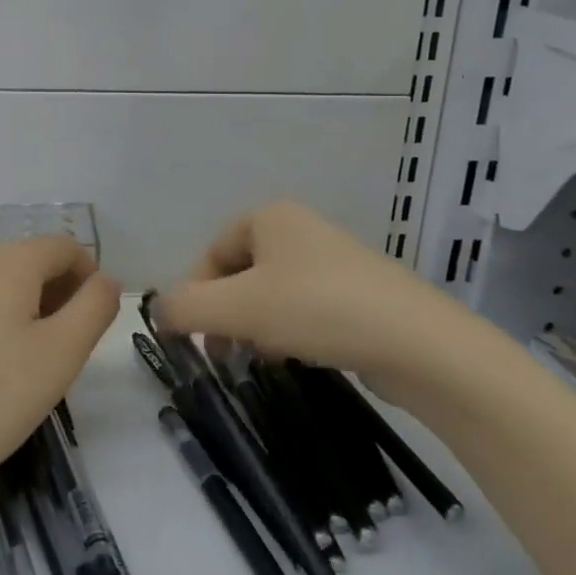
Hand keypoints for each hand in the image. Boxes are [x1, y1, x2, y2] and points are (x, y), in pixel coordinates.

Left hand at [0, 235, 120, 503]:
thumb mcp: (60, 355)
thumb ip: (94, 308)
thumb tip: (104, 280)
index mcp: (9, 260)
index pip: (66, 246)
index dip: (90, 279)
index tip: (91, 327)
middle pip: (31, 261)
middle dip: (58, 296)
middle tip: (63, 354)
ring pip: (0, 284)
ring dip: (26, 312)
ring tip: (25, 368)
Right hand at [157, 201, 481, 406]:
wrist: (417, 344)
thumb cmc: (317, 310)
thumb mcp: (238, 308)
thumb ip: (185, 307)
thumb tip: (158, 311)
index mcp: (270, 216)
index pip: (211, 252)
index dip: (195, 294)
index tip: (193, 337)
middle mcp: (300, 229)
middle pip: (240, 273)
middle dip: (224, 313)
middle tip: (221, 354)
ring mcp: (332, 261)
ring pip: (271, 293)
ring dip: (254, 326)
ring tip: (259, 357)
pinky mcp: (357, 294)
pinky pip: (303, 308)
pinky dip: (289, 331)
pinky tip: (295, 356)